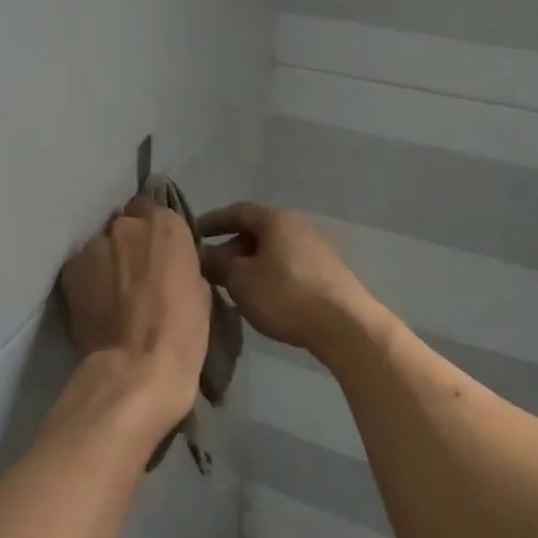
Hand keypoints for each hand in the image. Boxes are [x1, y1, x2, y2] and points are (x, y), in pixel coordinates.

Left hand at [58, 194, 210, 432]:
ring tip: (112, 293)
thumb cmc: (182, 331)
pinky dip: (88, 280)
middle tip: (135, 274)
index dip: (155, 233)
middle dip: (129, 243)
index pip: (155, 210)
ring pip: (101, 245)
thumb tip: (167, 266)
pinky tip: (95, 304)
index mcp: (166, 225)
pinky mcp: (71, 269)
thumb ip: (180, 264)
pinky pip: (82, 267)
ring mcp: (95, 245)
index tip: (157, 253)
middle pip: (126, 224)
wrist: (137, 366)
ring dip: (107, 261)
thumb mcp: (199, 290)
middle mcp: (128, 225)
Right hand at [197, 202, 381, 359]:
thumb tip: (202, 255)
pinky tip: (260, 297)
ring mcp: (315, 248)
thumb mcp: (241, 280)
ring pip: (272, 250)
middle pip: (255, 231)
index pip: (236, 211)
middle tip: (210, 268)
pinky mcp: (326, 272)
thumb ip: (217, 264)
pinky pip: (287, 266)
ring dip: (249, 264)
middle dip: (229, 248)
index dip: (211, 222)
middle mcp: (297, 225)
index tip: (191, 235)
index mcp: (275, 219)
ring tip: (232, 286)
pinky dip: (268, 275)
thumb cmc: (286, 295)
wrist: (346, 326)